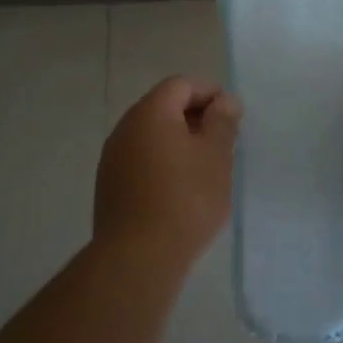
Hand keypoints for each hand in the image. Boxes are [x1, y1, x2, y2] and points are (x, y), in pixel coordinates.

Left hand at [96, 77, 239, 265]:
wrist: (138, 257)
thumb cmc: (186, 198)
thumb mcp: (216, 155)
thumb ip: (222, 121)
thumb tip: (224, 101)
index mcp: (150, 113)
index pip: (181, 84)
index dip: (210, 92)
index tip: (232, 116)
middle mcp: (125, 129)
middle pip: (163, 107)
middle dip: (195, 117)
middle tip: (223, 141)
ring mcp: (112, 159)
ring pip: (151, 136)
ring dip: (179, 141)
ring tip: (206, 166)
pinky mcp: (109, 187)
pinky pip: (141, 160)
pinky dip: (163, 162)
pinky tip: (181, 189)